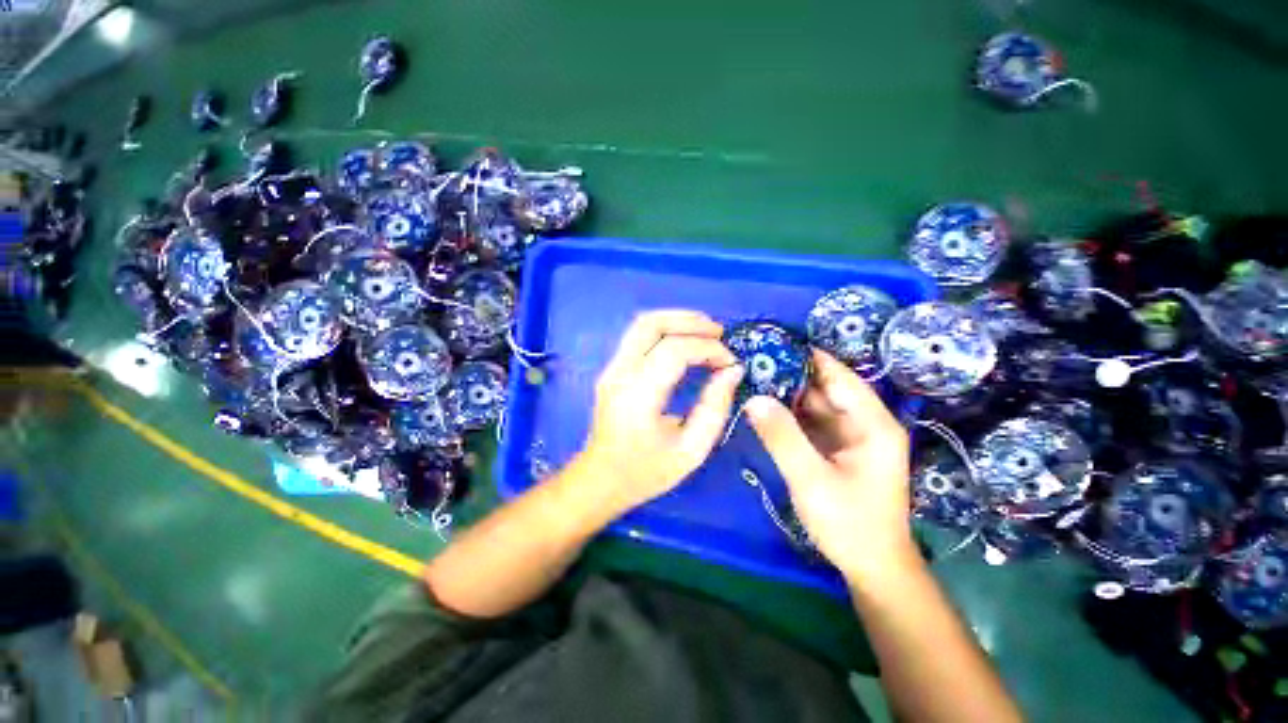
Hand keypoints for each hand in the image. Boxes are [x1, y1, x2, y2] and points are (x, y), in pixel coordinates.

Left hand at [578, 310, 744, 515]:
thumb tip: (733, 371)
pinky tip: (686, 341)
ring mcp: (611, 368)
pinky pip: (639, 336)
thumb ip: (715, 409)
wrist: (600, 480)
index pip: (674, 351)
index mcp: (637, 396)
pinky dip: (666, 330)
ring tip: (707, 332)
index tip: (731, 362)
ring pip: (642, 323)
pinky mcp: (612, 369)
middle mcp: (619, 373)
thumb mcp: (691, 451)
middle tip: (720, 334)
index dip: (708, 348)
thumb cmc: (645, 472)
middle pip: (651, 324)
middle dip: (690, 321)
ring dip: (677, 320)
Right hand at [746, 349, 916, 582]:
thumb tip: (753, 398)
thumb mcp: (811, 479)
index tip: (773, 342)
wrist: (871, 567)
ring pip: (815, 404)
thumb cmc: (850, 523)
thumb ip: (782, 436)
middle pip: (825, 387)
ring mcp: (849, 436)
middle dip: (791, 373)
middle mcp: (864, 423)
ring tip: (753, 376)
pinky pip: (810, 421)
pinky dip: (788, 413)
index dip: (808, 357)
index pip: (839, 376)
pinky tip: (764, 405)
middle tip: (754, 360)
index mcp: (872, 424)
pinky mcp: (836, 448)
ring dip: (787, 392)